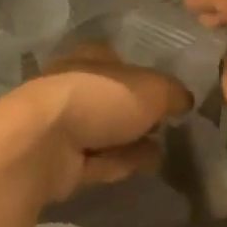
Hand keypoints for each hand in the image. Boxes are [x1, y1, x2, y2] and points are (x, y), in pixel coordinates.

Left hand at [0, 46, 189, 202]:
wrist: (42, 144)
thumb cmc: (99, 99)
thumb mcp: (152, 89)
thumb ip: (173, 93)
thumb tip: (184, 101)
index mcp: (89, 58)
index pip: (118, 61)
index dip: (143, 76)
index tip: (167, 96)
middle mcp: (73, 87)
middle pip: (112, 99)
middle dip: (139, 114)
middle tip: (168, 127)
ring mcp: (63, 126)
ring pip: (106, 132)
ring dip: (133, 142)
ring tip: (164, 152)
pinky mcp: (59, 161)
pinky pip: (98, 160)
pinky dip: (120, 163)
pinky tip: (144, 168)